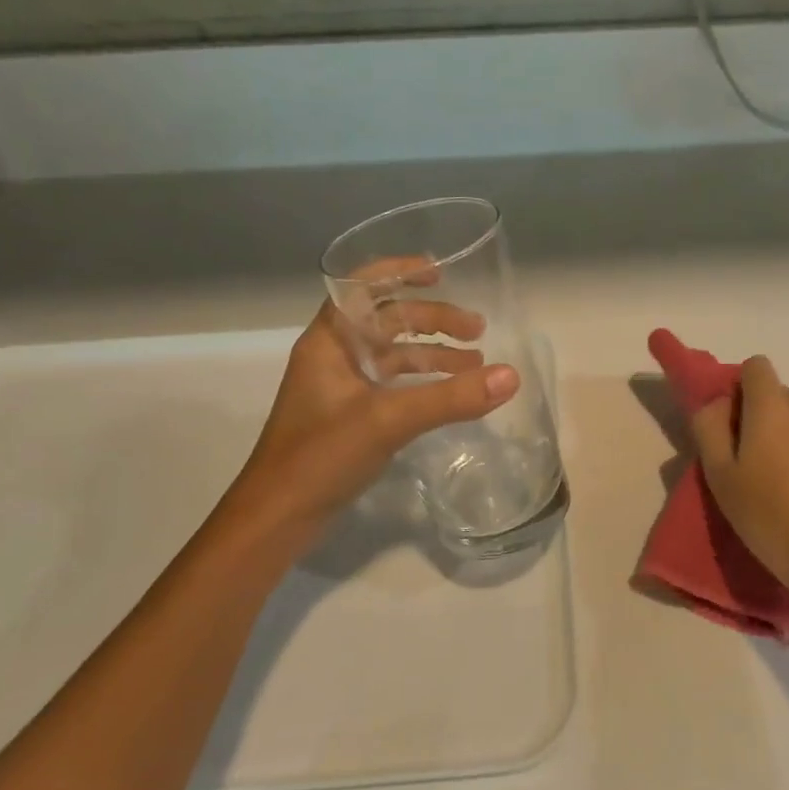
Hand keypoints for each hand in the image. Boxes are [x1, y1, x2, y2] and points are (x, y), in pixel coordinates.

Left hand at [223, 298, 519, 542]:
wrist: (277, 517)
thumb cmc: (320, 456)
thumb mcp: (388, 420)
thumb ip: (450, 398)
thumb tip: (510, 376)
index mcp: (330, 341)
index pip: (362, 287)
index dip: (399, 272)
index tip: (441, 272)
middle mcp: (334, 356)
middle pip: (386, 320)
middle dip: (432, 320)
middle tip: (478, 331)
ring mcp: (341, 388)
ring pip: (392, 355)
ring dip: (433, 354)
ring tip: (476, 363)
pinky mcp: (350, 417)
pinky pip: (393, 385)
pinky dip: (423, 383)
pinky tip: (451, 395)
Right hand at [690, 355, 788, 605]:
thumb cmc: (766, 513)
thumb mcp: (720, 473)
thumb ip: (709, 427)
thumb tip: (715, 403)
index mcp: (773, 407)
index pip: (756, 367)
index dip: (736, 386)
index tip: (726, 423)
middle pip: (773, 394)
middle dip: (753, 415)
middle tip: (737, 460)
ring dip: (775, 437)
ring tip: (764, 482)